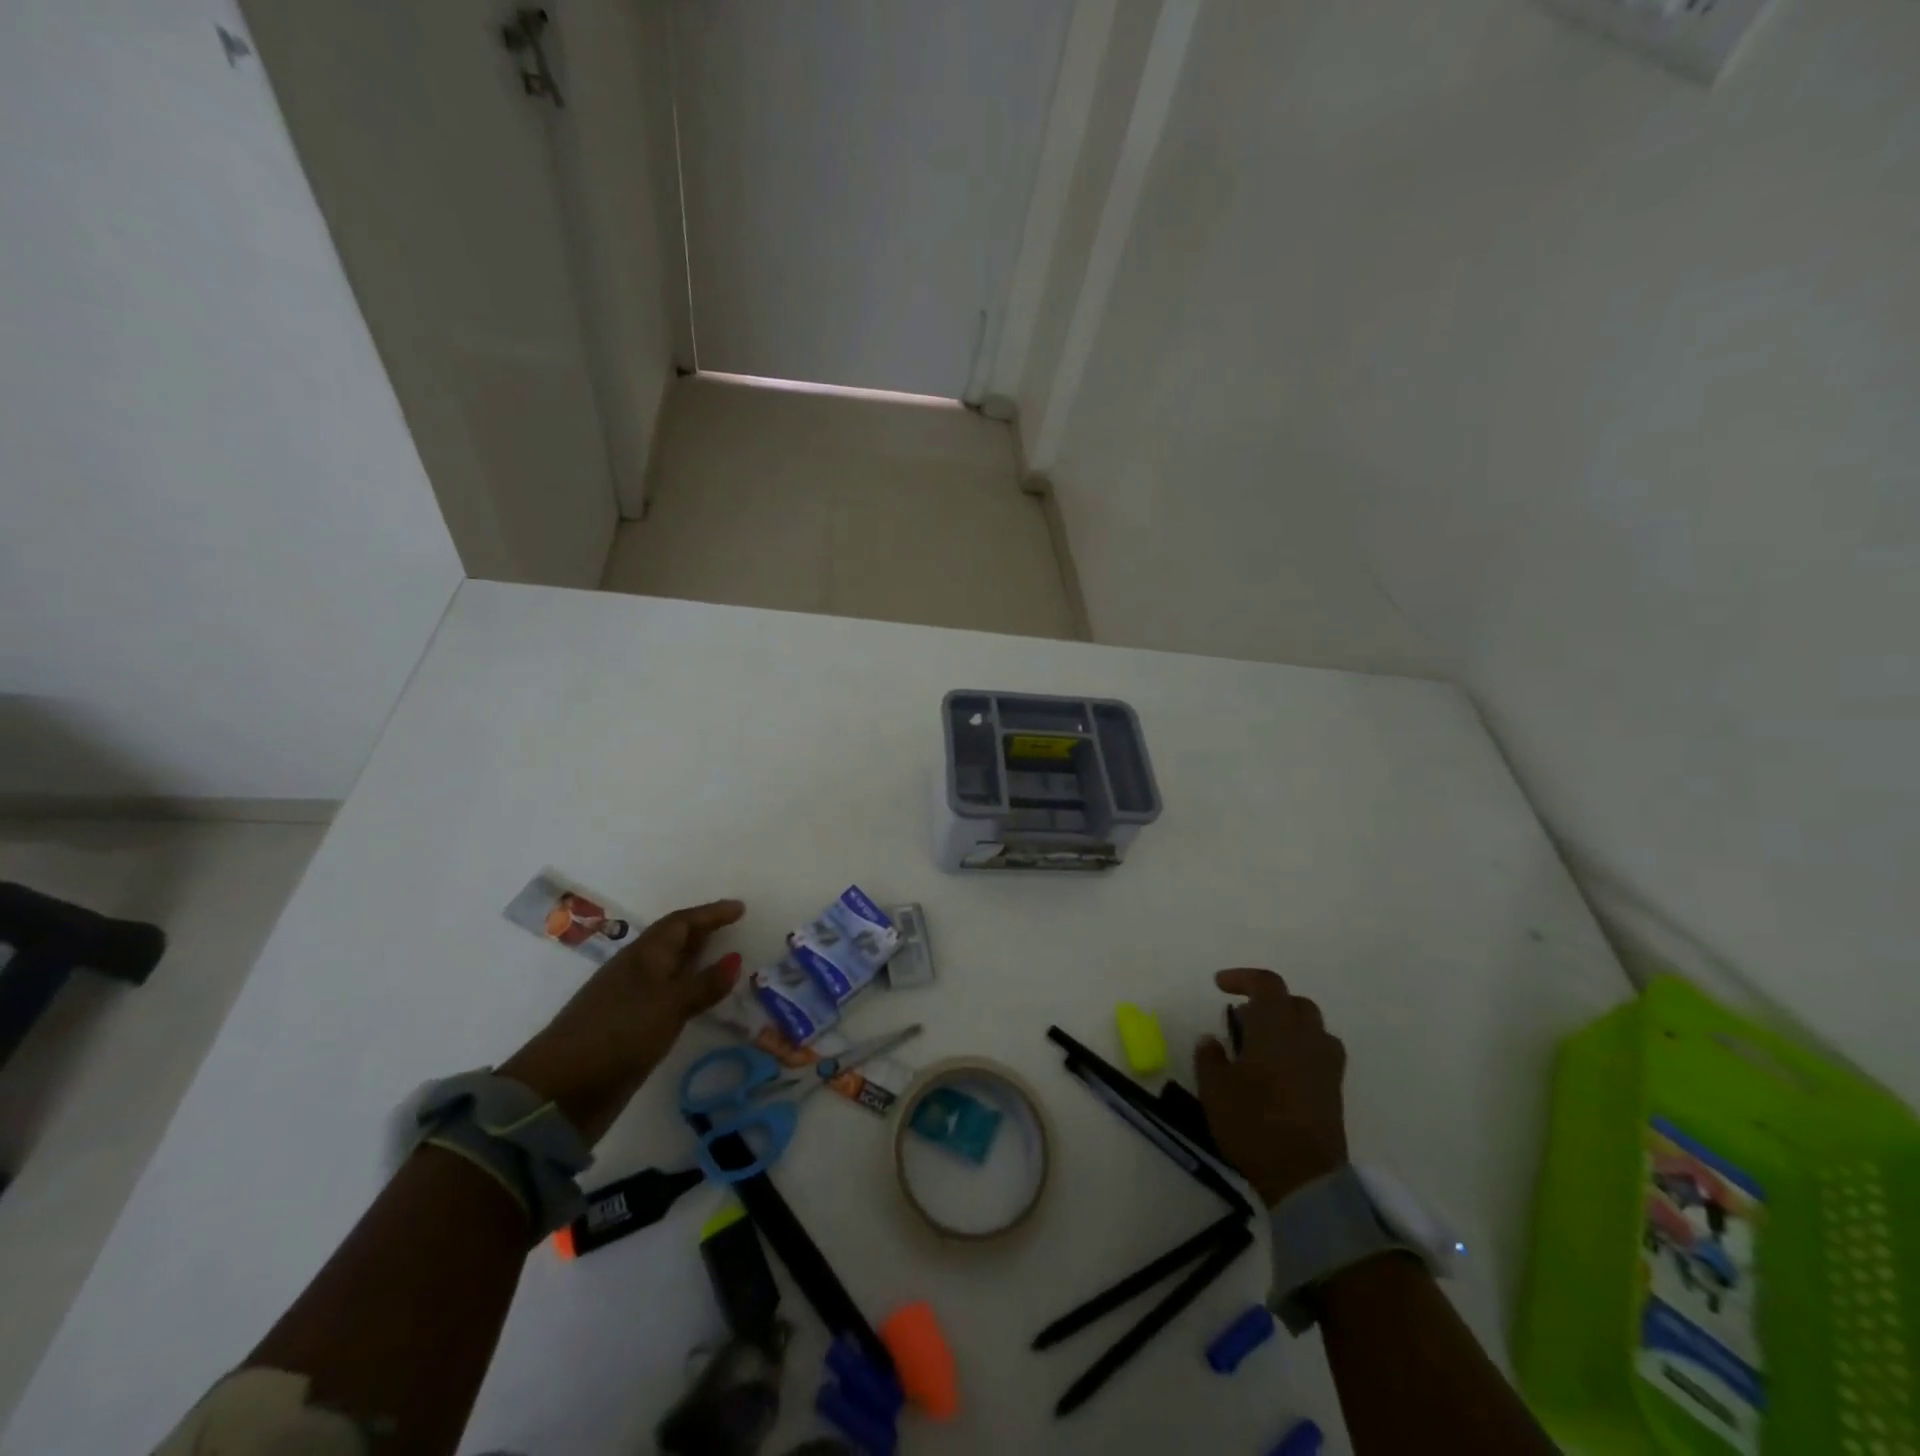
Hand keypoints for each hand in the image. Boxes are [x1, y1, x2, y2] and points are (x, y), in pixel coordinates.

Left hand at [500, 899, 745, 1142]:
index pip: (680, 923)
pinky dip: (689, 992)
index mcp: (643, 956)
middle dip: (703, 932)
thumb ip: (704, 984)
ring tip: (726, 961)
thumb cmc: (618, 1034)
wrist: (561, 1091)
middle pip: (673, 942)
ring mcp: (631, 1001)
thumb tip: (736, 959)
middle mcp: (637, 972)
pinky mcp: (630, 1030)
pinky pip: (668, 998)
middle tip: (734, 928)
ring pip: (670, 970)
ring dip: (696, 962)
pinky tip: (702, 1002)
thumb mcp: (668, 1006)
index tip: (740, 909)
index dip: (710, 914)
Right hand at [1195, 968, 1348, 1206]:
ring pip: (1311, 1025)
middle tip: (1241, 1017)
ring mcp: (1325, 1063)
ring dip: (1287, 1024)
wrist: (1304, 1177)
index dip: (1243, 978)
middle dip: (1267, 1001)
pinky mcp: (1334, 1088)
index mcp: (1275, 1027)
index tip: (1219, 985)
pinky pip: (1320, 1051)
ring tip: (1262, 1043)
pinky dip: (1302, 1048)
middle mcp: (1305, 1036)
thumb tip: (1211, 1039)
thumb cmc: (1252, 1122)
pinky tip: (1282, 1070)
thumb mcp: (1214, 1088)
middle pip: (1293, 1002)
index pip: (1266, 984)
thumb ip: (1209, 1057)